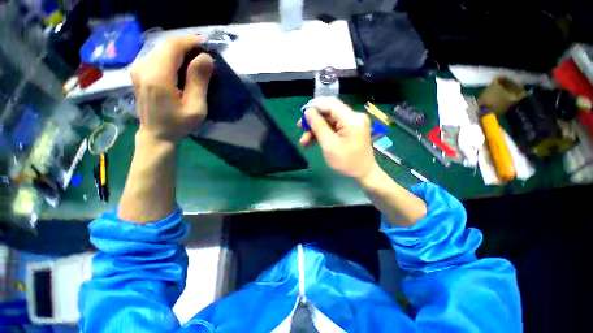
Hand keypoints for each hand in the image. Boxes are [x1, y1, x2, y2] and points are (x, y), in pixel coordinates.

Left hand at [130, 35, 213, 143]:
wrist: (156, 134)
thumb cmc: (179, 123)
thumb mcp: (196, 107)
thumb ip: (199, 81)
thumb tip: (206, 58)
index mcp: (157, 75)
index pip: (173, 45)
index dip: (191, 41)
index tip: (207, 45)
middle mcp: (143, 66)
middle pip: (167, 45)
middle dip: (187, 46)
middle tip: (205, 55)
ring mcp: (138, 68)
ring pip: (162, 49)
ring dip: (181, 51)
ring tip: (196, 62)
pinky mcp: (139, 71)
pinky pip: (157, 56)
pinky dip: (173, 57)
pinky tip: (183, 68)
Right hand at [298, 97, 377, 180]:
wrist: (363, 173)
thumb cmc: (347, 162)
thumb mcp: (329, 145)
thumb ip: (318, 126)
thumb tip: (308, 111)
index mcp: (351, 119)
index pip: (330, 104)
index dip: (314, 106)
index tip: (301, 115)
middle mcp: (354, 116)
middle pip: (329, 112)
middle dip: (313, 121)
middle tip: (300, 129)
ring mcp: (353, 122)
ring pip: (329, 120)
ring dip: (316, 128)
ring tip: (304, 142)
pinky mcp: (351, 128)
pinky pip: (333, 126)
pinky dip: (323, 132)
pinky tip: (313, 141)